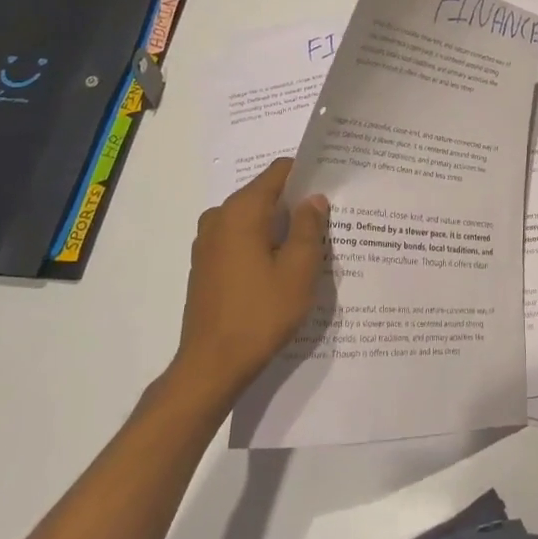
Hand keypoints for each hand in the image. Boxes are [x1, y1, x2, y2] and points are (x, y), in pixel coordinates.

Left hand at [172, 158, 328, 405]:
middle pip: (265, 194)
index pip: (278, 171)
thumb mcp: (298, 269)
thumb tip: (313, 199)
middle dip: (296, 203)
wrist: (211, 366)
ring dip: (279, 227)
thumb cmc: (260, 314)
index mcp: (241, 211)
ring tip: (311, 247)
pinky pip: (240, 239)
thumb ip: (308, 227)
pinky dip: (262, 244)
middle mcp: (219, 217)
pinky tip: (282, 268)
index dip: (307, 174)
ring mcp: (207, 242)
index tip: (332, 186)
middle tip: (329, 220)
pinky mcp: (205, 265)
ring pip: (252, 219)